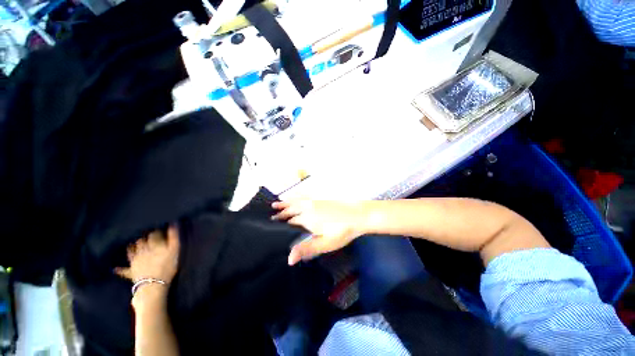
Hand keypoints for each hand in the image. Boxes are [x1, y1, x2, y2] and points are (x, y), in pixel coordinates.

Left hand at [115, 226, 179, 283]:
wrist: (153, 284)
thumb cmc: (167, 265)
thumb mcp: (175, 249)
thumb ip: (174, 236)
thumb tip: (173, 223)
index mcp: (153, 243)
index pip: (154, 233)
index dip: (158, 231)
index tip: (161, 230)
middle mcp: (142, 249)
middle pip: (141, 240)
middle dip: (144, 237)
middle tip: (148, 236)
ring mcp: (135, 260)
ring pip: (132, 250)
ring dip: (133, 246)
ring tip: (135, 244)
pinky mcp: (131, 271)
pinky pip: (123, 270)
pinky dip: (120, 269)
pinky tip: (115, 269)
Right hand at [272, 200, 367, 264]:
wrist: (358, 215)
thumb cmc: (342, 231)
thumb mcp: (325, 243)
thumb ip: (306, 249)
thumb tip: (288, 259)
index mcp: (307, 219)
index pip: (290, 221)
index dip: (281, 223)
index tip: (271, 223)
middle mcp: (308, 208)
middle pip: (291, 209)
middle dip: (281, 211)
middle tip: (271, 212)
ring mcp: (315, 201)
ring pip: (296, 201)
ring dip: (286, 202)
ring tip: (277, 202)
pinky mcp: (321, 198)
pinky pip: (304, 196)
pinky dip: (297, 196)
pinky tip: (297, 196)